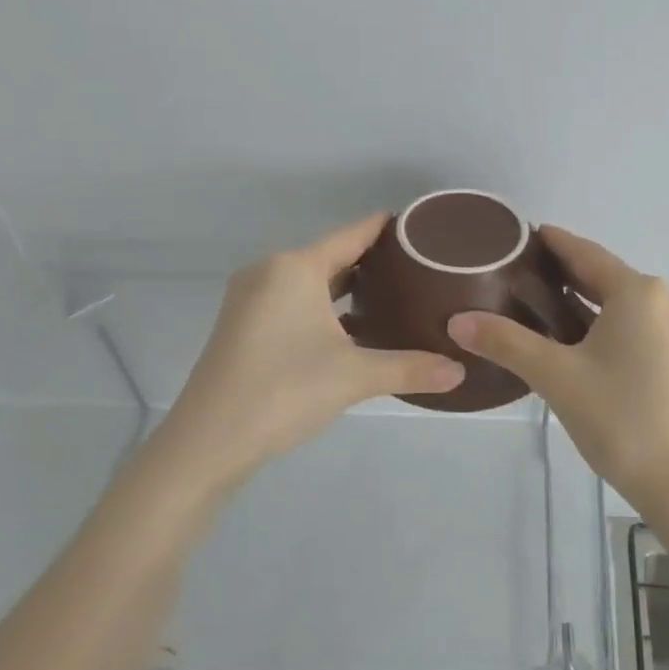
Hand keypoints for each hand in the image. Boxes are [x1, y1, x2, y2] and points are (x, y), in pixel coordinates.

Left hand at [161, 214, 464, 483]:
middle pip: (331, 255)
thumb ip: (410, 368)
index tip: (422, 227)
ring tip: (394, 294)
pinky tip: (353, 327)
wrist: (208, 441)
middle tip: (420, 268)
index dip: (387, 228)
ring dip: (347, 286)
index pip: (352, 234)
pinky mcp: (243, 326)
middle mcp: (269, 272)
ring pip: (310, 281)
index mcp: (294, 268)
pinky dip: (324, 306)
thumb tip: (460, 373)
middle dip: (373, 261)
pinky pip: (293, 301)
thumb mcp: (355, 377)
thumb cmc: (284, 391)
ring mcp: (250, 299)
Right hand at [447, 226, 668, 512]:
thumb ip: (506, 342)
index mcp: (639, 292)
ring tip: (532, 304)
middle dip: (560, 274)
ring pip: (618, 303)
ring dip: (580, 302)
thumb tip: (457, 321)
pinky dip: (601, 324)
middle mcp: (663, 299)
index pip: (584, 253)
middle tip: (512, 274)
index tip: (518, 235)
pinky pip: (632, 325)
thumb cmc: (620, 419)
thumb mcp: (556, 376)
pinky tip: (571, 338)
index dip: (550, 242)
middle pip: (602, 276)